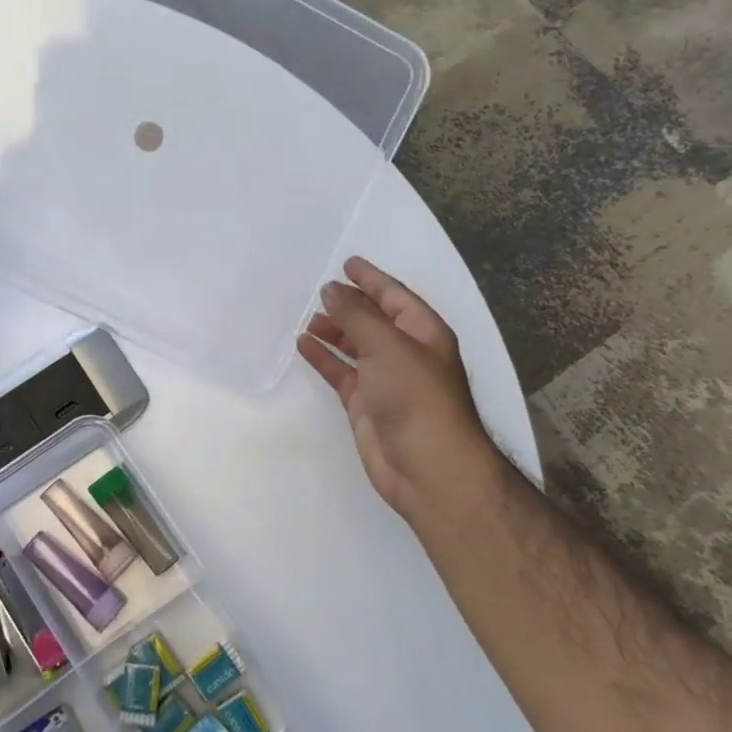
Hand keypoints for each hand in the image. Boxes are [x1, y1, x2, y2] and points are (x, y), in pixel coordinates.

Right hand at [297, 257, 507, 525]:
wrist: (427, 467)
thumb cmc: (416, 398)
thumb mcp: (388, 346)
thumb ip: (356, 315)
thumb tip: (330, 289)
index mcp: (424, 332)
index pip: (394, 296)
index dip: (371, 278)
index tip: (347, 263)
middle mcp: (406, 353)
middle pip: (374, 320)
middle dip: (349, 304)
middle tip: (318, 291)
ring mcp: (385, 380)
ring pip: (355, 346)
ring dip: (334, 330)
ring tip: (307, 317)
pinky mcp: (365, 404)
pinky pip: (341, 373)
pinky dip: (324, 358)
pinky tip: (304, 345)